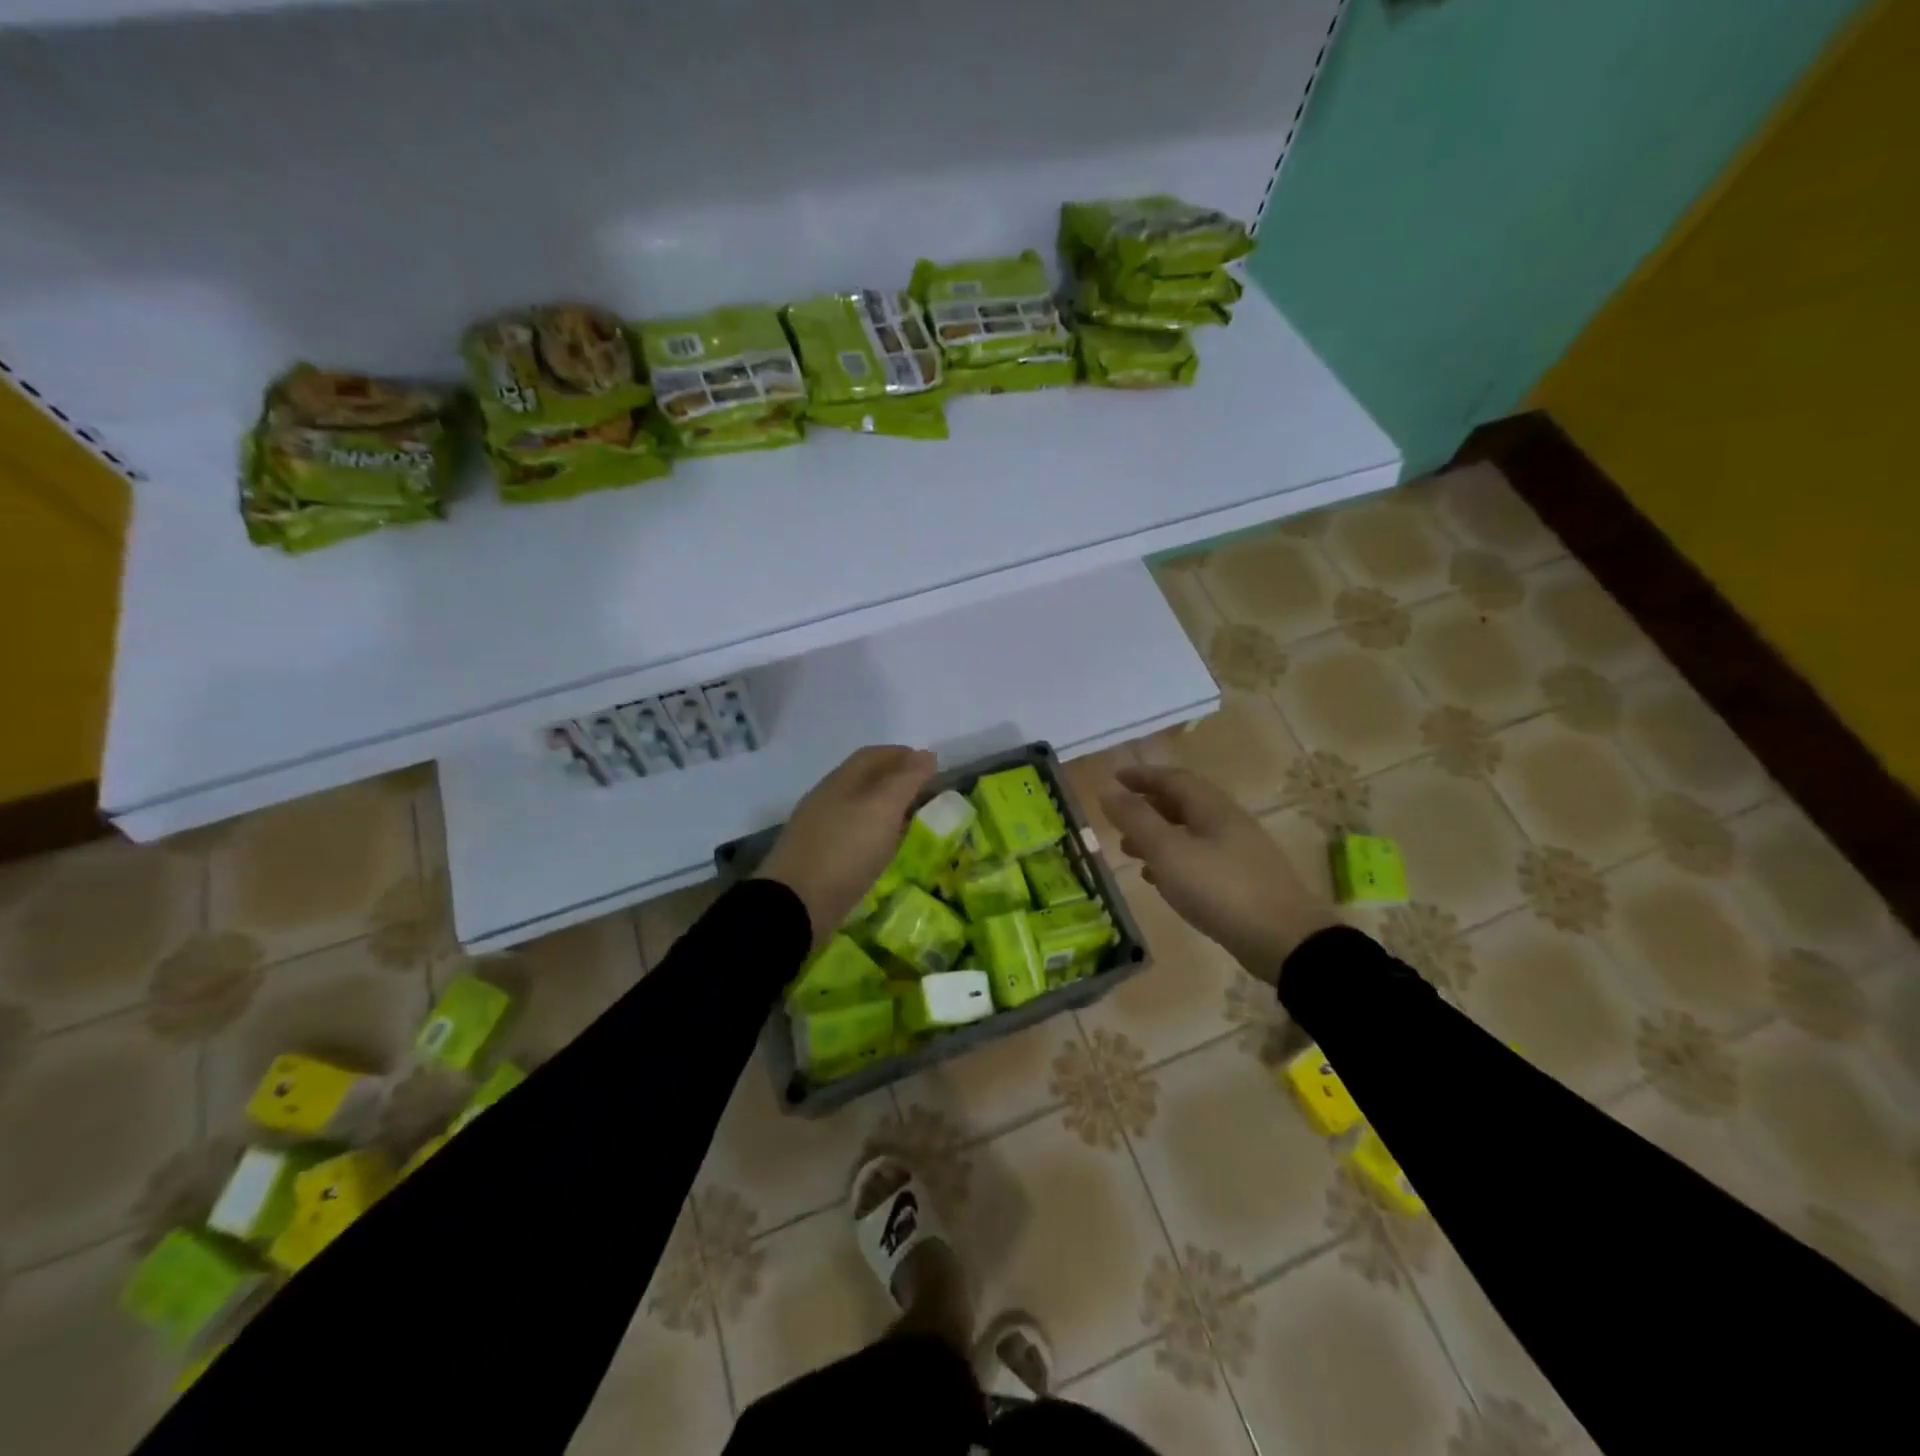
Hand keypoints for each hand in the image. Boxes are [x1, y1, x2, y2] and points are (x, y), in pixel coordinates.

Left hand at [757, 745, 936, 949]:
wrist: (795, 906)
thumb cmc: (844, 851)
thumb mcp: (882, 809)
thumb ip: (906, 780)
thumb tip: (926, 754)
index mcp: (840, 781)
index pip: (872, 755)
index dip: (901, 754)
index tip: (929, 762)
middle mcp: (825, 799)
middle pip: (862, 779)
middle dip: (893, 778)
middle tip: (923, 790)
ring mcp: (818, 829)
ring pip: (855, 806)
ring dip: (882, 806)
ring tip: (908, 817)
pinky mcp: (816, 858)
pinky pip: (850, 833)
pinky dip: (871, 831)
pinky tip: (881, 847)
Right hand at [1102, 764, 1336, 985]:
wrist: (1285, 940)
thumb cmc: (1220, 889)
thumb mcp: (1169, 852)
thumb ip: (1136, 820)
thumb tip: (1108, 792)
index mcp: (1212, 808)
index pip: (1173, 779)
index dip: (1142, 776)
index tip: (1114, 778)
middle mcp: (1228, 823)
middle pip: (1183, 804)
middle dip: (1147, 807)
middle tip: (1118, 817)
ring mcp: (1238, 852)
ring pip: (1190, 833)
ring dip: (1157, 836)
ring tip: (1128, 850)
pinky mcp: (1242, 881)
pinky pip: (1200, 859)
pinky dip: (1173, 861)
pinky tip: (1158, 879)